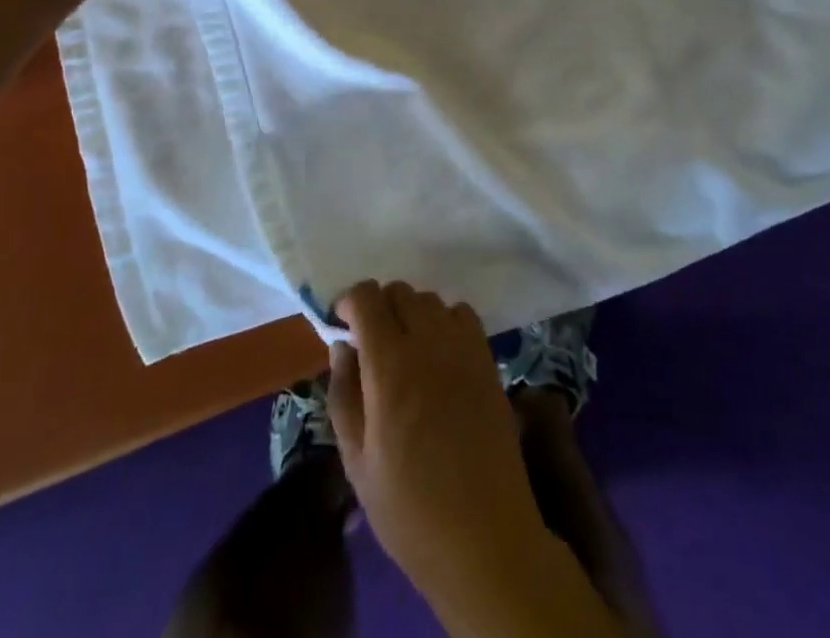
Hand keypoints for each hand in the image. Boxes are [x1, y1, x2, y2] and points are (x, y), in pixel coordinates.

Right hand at [327, 282, 546, 600]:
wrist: (485, 539)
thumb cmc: (410, 510)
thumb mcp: (357, 463)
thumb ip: (343, 395)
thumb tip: (341, 346)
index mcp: (389, 365)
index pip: (367, 298)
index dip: (351, 303)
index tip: (343, 326)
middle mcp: (428, 342)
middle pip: (399, 291)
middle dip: (379, 307)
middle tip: (372, 343)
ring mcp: (463, 348)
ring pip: (430, 299)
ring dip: (412, 313)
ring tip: (406, 350)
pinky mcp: (488, 360)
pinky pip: (462, 314)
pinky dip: (445, 321)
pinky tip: (440, 356)